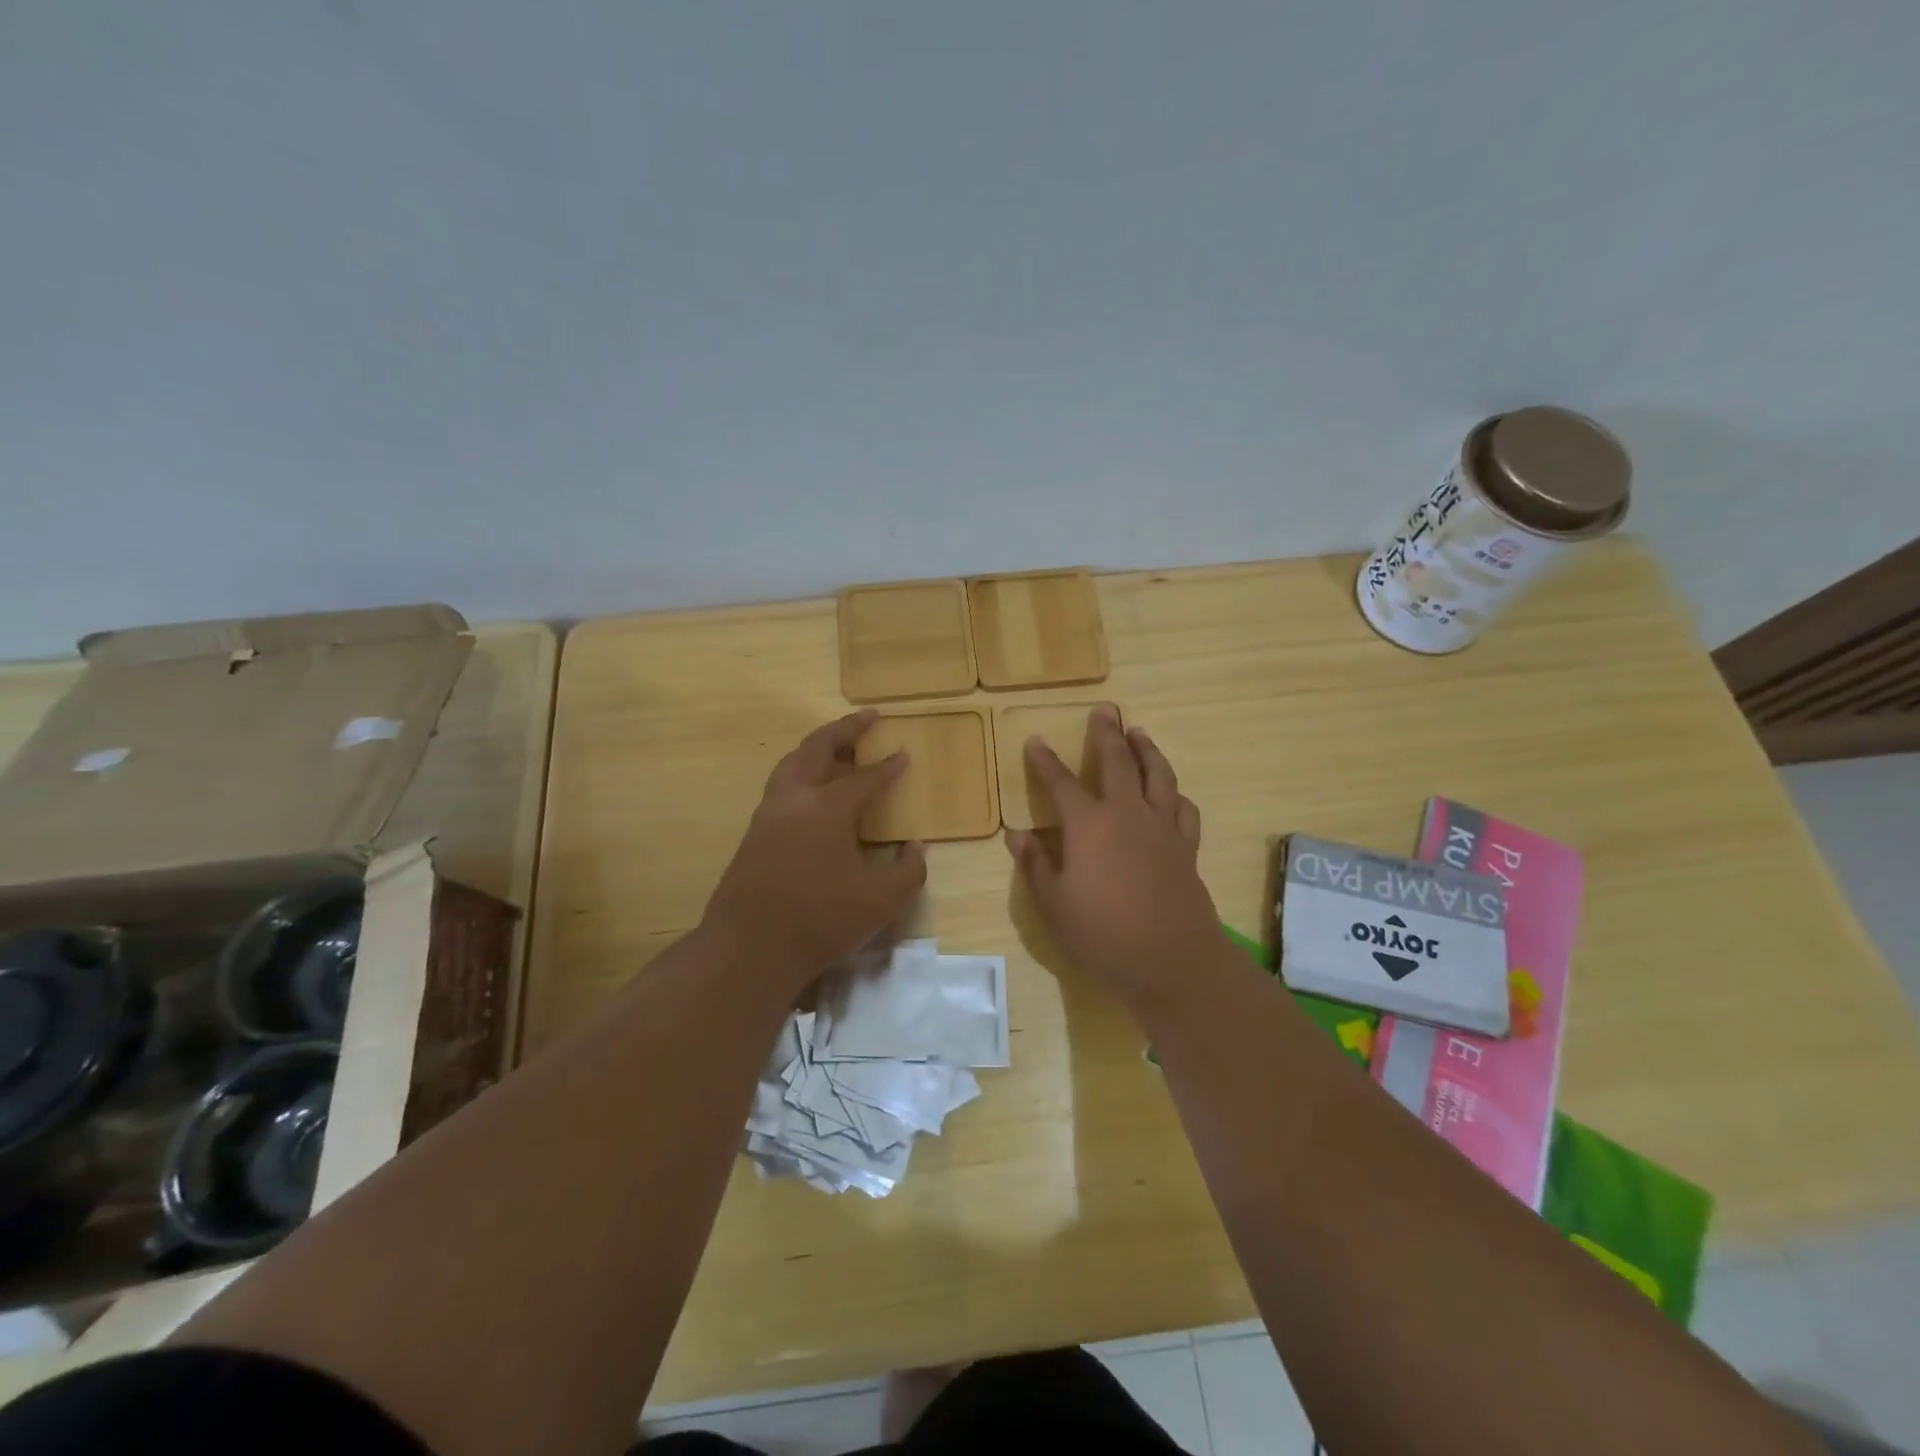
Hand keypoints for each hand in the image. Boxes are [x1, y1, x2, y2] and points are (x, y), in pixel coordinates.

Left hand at [702, 710, 926, 989]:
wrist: (749, 949)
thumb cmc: (821, 921)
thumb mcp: (883, 901)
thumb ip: (909, 870)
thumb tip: (914, 846)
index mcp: (829, 808)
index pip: (865, 777)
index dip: (888, 766)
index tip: (904, 753)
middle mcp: (795, 799)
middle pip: (818, 748)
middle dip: (845, 729)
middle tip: (868, 717)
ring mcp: (769, 814)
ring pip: (792, 763)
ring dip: (817, 747)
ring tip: (838, 746)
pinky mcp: (754, 833)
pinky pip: (781, 785)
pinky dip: (802, 772)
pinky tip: (813, 790)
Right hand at [1006, 705, 1223, 1010]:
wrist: (1171, 960)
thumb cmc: (1102, 934)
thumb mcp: (1054, 904)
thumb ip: (1035, 865)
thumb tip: (1016, 835)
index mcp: (1089, 825)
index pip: (1061, 782)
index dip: (1045, 761)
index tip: (1036, 740)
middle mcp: (1127, 814)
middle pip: (1118, 762)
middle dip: (1107, 733)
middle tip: (1105, 710)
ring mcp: (1162, 828)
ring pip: (1157, 775)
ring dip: (1147, 750)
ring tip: (1139, 733)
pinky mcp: (1186, 847)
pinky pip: (1183, 808)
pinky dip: (1174, 793)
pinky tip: (1171, 792)